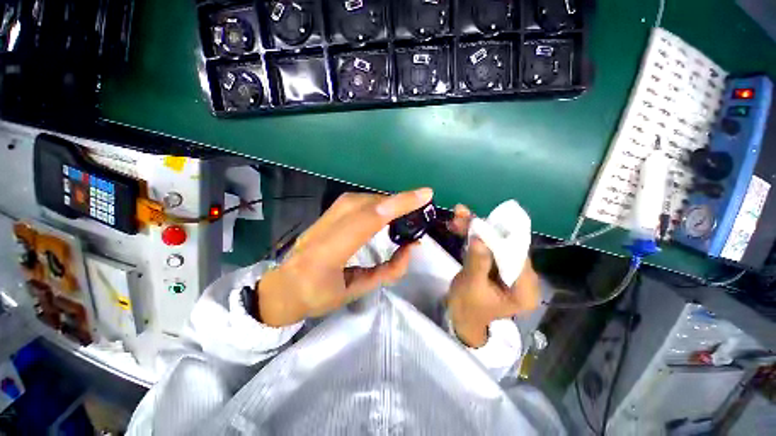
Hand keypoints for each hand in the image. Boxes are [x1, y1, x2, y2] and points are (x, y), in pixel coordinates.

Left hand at [257, 188, 433, 326]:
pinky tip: (383, 210)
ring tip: (403, 210)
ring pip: (359, 199)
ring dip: (384, 201)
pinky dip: (373, 202)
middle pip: (364, 203)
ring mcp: (320, 219)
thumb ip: (387, 271)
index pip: (367, 220)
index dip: (396, 205)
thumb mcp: (355, 292)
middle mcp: (323, 230)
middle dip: (395, 201)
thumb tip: (410, 248)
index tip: (424, 195)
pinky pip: (353, 201)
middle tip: (418, 206)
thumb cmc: (318, 297)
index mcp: (328, 254)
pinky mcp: (323, 215)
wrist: (282, 287)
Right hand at [446, 205, 539, 347]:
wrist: (461, 318)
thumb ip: (478, 263)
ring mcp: (510, 269)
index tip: (478, 223)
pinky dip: (473, 235)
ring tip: (458, 215)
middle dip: (483, 229)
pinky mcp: (498, 264)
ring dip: (475, 228)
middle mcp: (522, 276)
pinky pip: (488, 245)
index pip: (517, 257)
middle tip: (462, 214)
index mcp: (524, 289)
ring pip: (495, 242)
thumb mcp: (471, 287)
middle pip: (505, 245)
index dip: (498, 237)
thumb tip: (479, 237)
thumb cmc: (467, 308)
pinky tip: (460, 225)